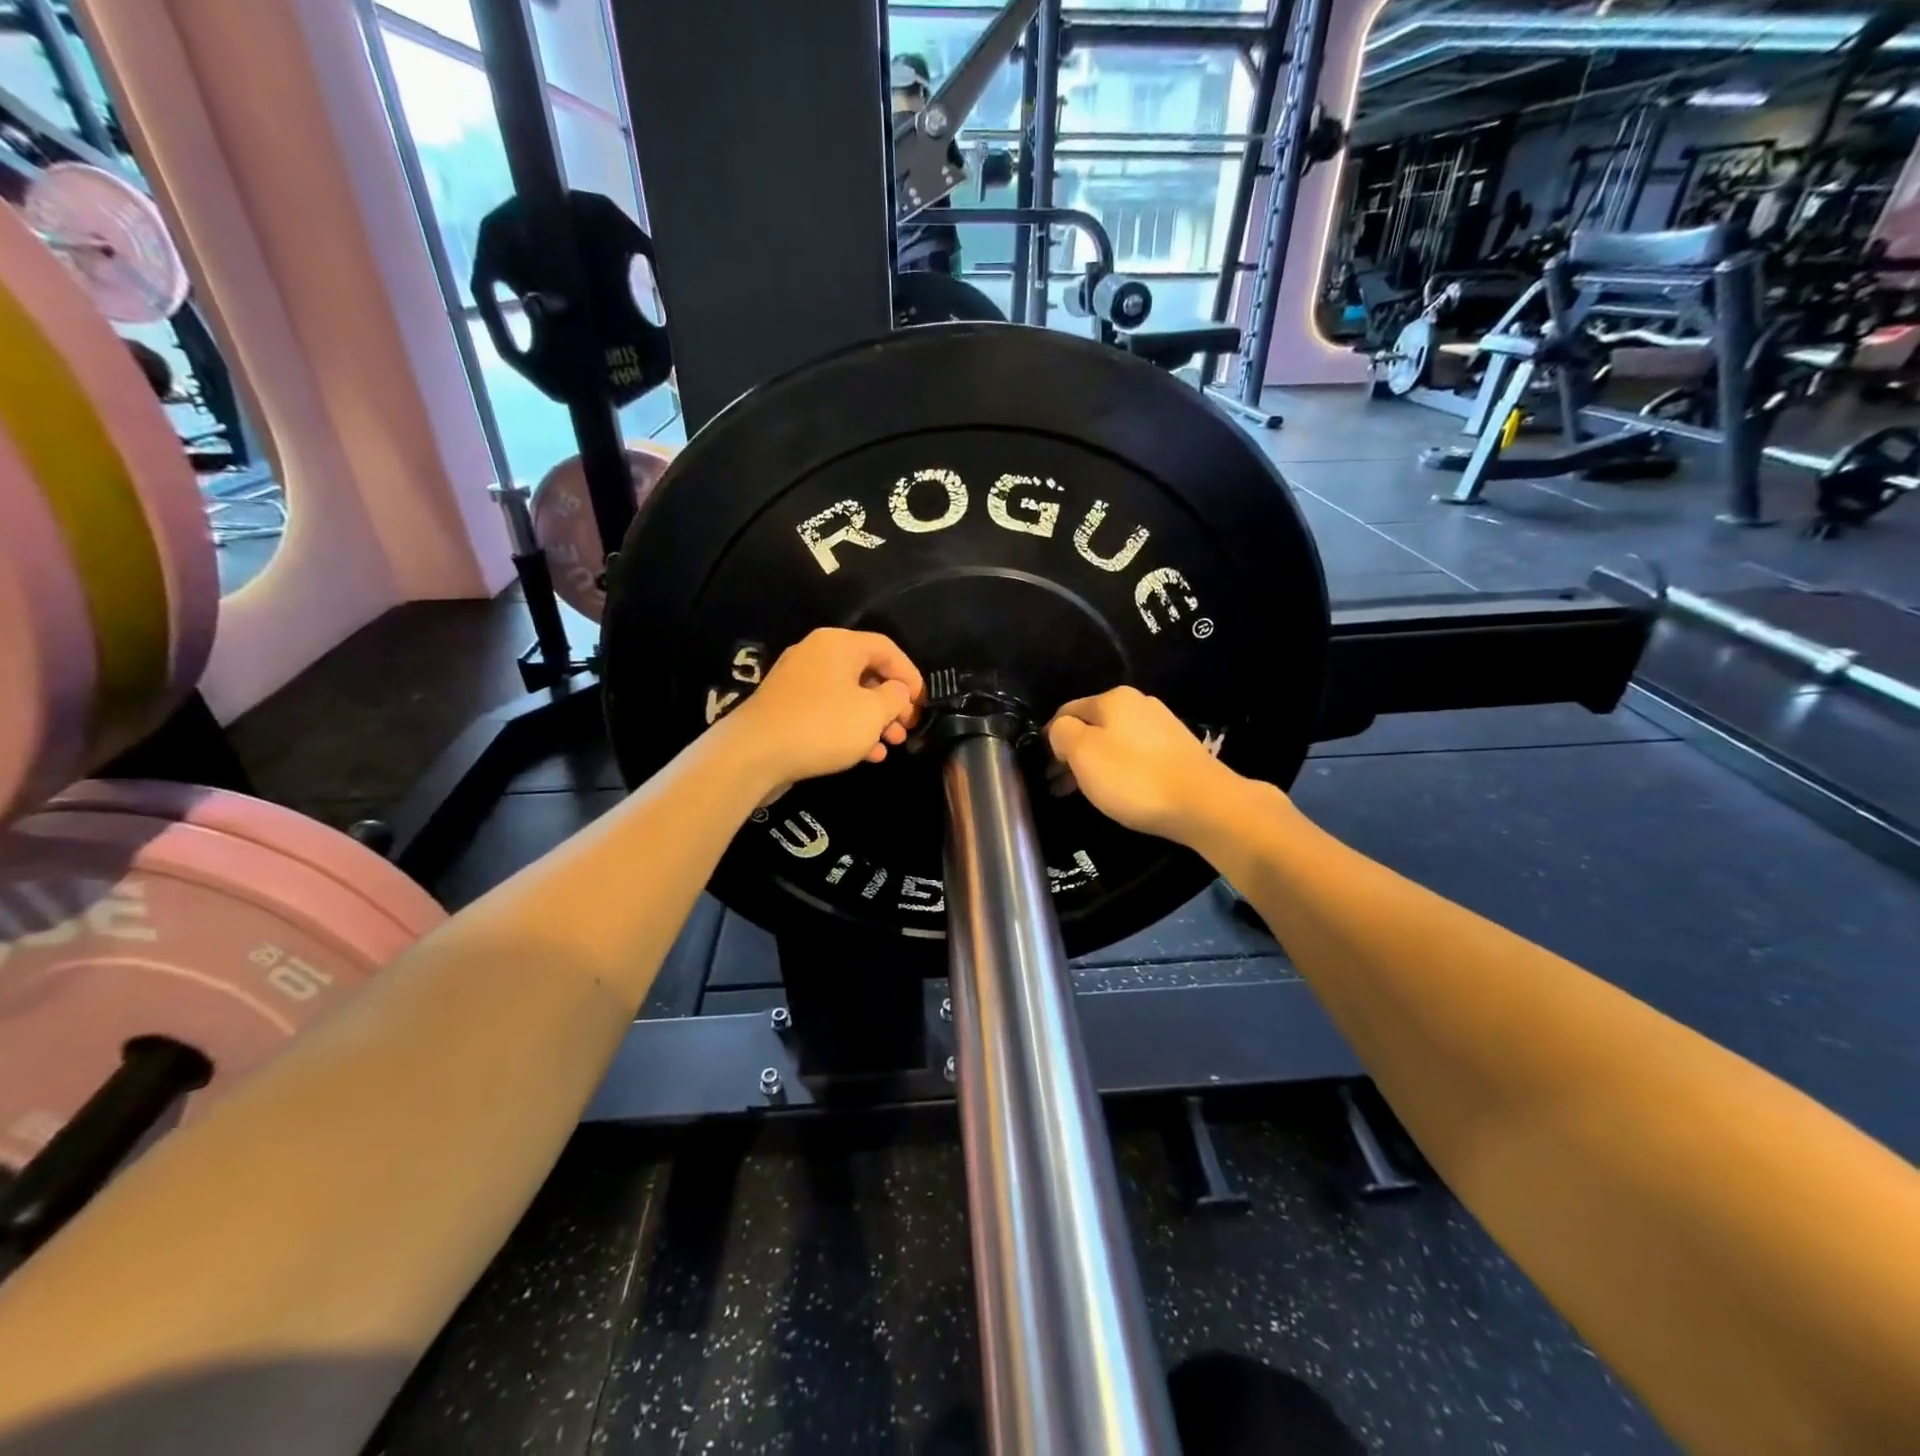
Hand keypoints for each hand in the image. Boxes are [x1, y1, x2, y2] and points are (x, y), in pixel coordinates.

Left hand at [722, 628, 922, 803]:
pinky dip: (849, 728)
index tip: (923, 704)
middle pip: (867, 672)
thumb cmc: (823, 726)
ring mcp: (798, 681)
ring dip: (874, 719)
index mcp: (839, 644)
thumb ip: (895, 697)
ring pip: (848, 695)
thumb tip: (897, 692)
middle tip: (906, 728)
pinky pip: (828, 711)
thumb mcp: (872, 712)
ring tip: (891, 745)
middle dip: (892, 702)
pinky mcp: (786, 707)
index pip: (887, 648)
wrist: (754, 754)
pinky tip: (866, 755)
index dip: (911, 675)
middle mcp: (817, 653)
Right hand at [1046, 686, 1238, 843]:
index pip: (1066, 711)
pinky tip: (1117, 792)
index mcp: (1113, 698)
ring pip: (1113, 742)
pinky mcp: (1177, 750)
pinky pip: (1135, 756)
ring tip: (1082, 793)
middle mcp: (1139, 704)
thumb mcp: (1083, 753)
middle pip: (1091, 727)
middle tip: (1057, 786)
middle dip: (1070, 754)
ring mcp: (1162, 726)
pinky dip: (1118, 771)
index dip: (1048, 739)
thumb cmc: (1133, 777)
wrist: (1203, 804)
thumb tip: (1060, 731)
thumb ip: (1061, 734)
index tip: (1043, 768)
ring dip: (1093, 765)